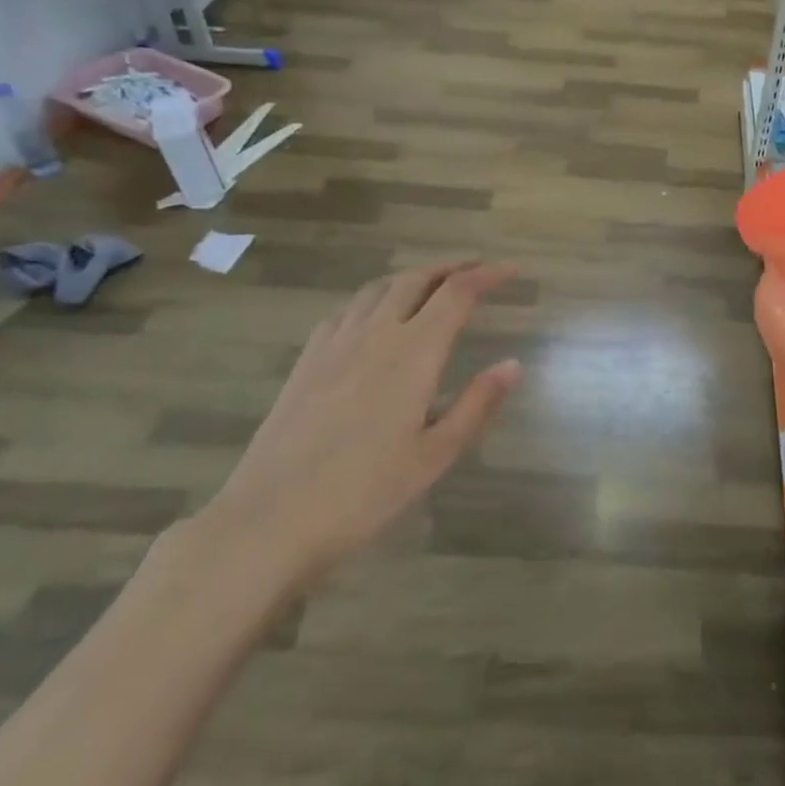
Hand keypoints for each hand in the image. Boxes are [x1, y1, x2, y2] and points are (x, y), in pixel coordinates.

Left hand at [198, 262, 522, 586]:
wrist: (271, 518)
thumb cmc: (365, 492)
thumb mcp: (435, 454)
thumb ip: (477, 404)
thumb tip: (513, 365)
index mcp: (414, 352)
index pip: (457, 293)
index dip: (488, 275)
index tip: (512, 270)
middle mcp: (376, 333)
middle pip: (416, 279)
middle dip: (451, 267)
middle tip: (477, 269)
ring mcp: (335, 343)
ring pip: (379, 288)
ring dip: (412, 277)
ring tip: (432, 285)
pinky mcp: (307, 360)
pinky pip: (347, 310)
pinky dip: (374, 299)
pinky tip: (375, 318)